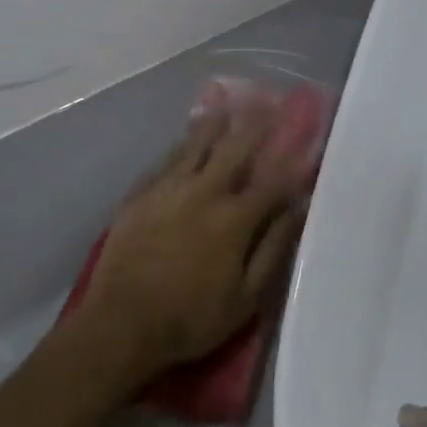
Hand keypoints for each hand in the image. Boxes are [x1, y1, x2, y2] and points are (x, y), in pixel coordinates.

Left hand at [78, 88, 312, 382]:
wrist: (121, 325)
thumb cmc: (192, 318)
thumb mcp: (247, 296)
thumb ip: (274, 248)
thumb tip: (299, 210)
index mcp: (234, 218)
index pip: (271, 181)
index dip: (290, 161)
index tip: (304, 141)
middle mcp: (203, 192)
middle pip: (233, 150)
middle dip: (253, 125)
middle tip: (266, 101)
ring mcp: (167, 190)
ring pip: (195, 147)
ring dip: (213, 124)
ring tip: (224, 102)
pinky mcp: (139, 197)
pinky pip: (164, 162)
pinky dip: (179, 147)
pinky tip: (184, 139)